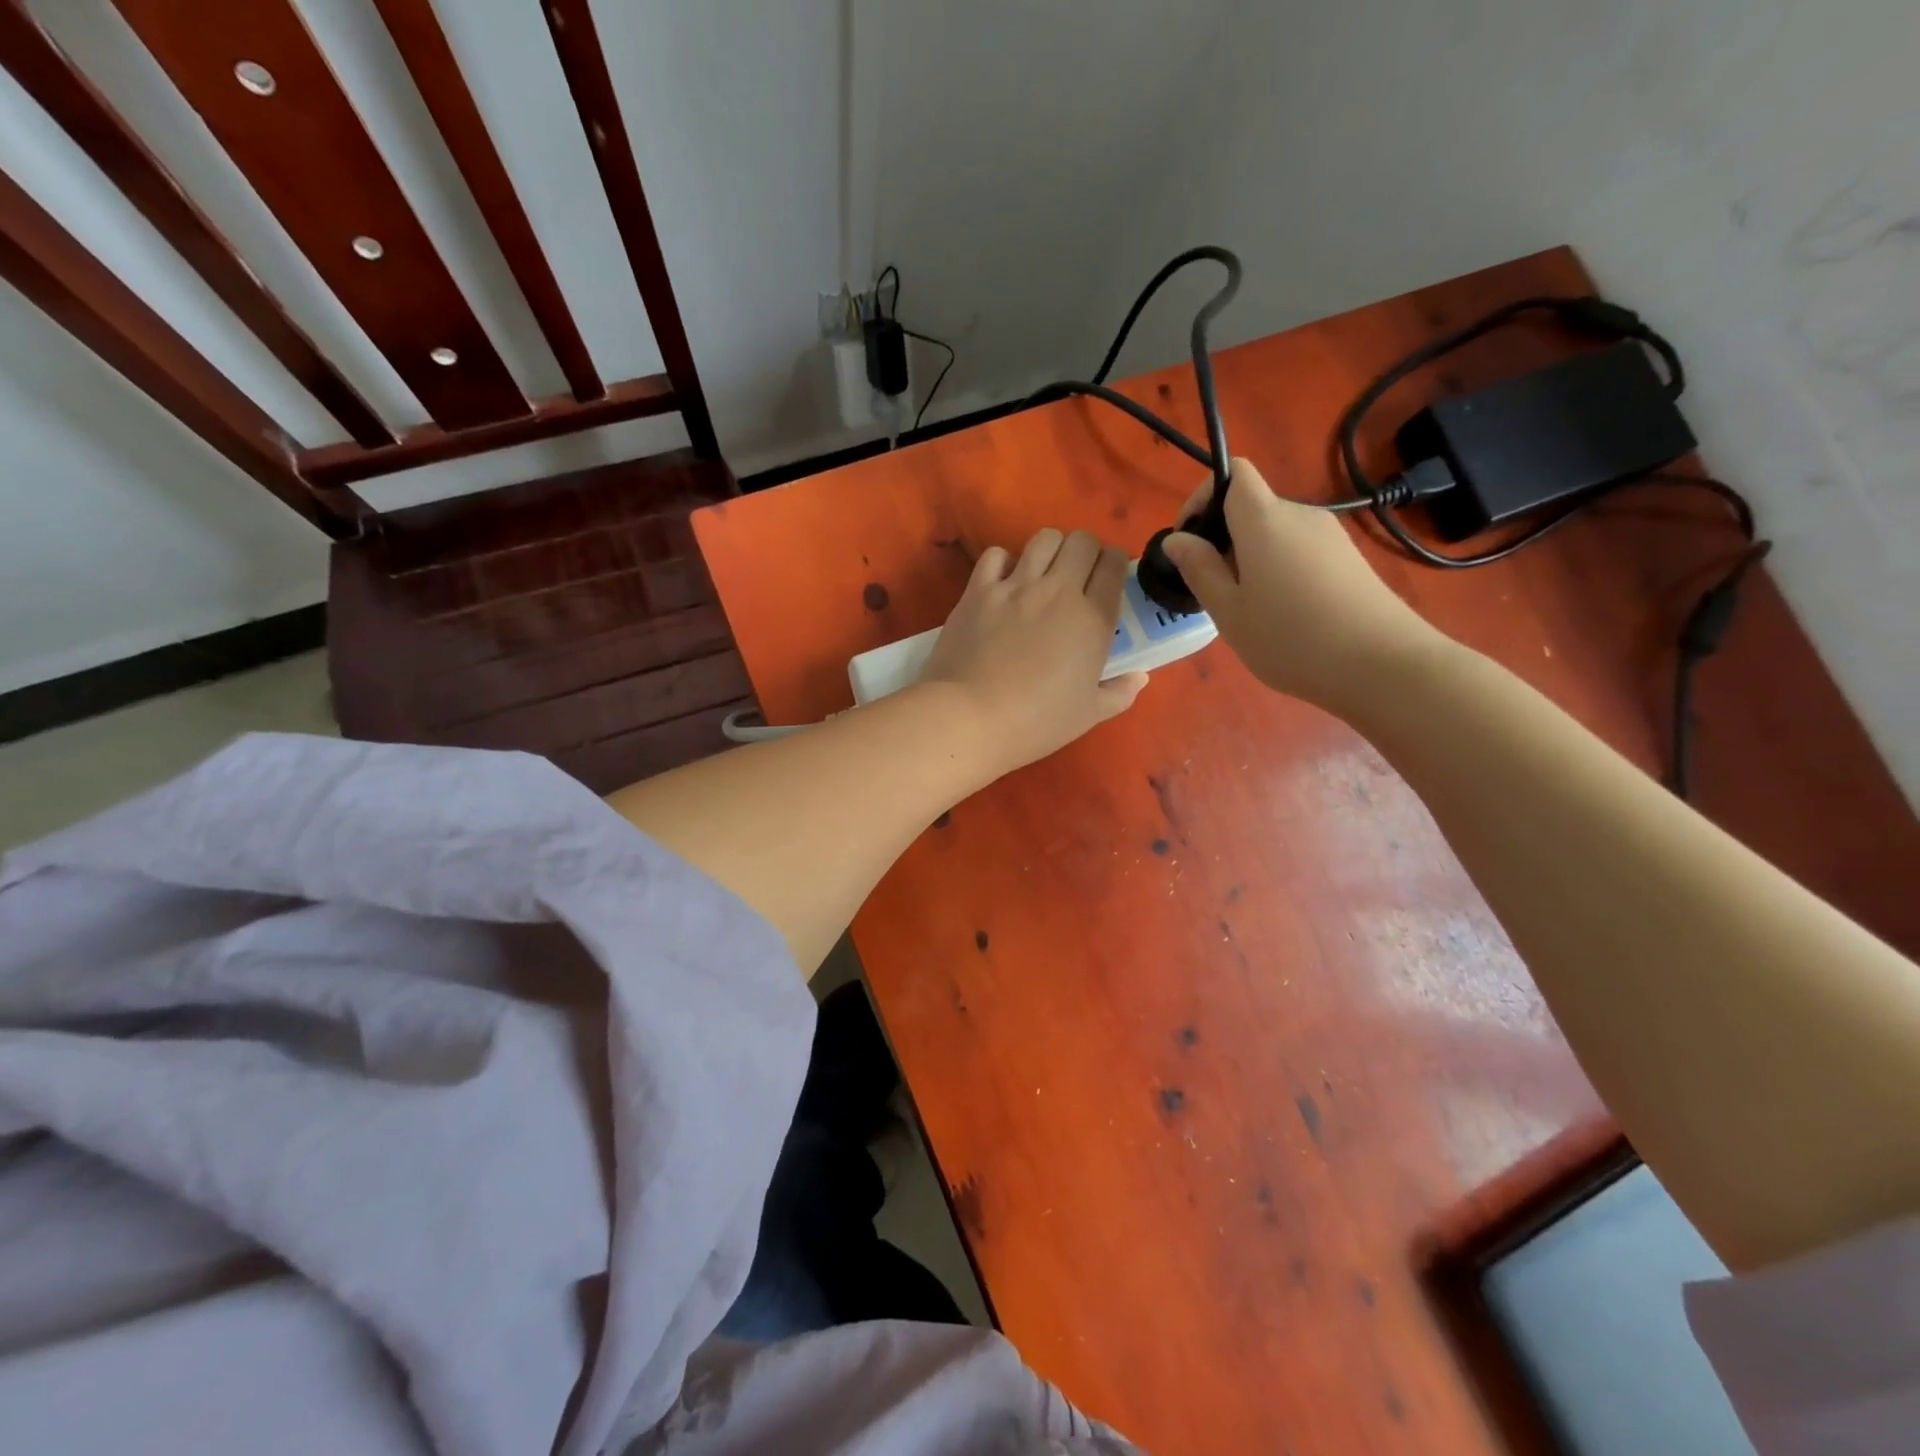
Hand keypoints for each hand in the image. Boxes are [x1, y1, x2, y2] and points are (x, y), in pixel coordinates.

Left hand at [920, 528, 1146, 773]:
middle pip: (1082, 541)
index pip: (1113, 565)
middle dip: (1086, 552)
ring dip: (1050, 550)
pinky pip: (996, 554)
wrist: (970, 718)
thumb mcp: (1088, 715)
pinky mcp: (978, 590)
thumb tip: (1139, 676)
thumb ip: (1119, 693)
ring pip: (1044, 538)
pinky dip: (1004, 562)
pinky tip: (1004, 584)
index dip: (1114, 566)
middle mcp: (1058, 591)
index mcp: (1093, 619)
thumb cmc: (1036, 722)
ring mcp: (1015, 586)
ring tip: (1044, 574)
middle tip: (1078, 577)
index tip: (1107, 581)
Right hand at [1160, 459, 1444, 714]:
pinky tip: (1285, 615)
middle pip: (1253, 508)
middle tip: (1214, 592)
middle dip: (1224, 540)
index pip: (1234, 473)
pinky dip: (1280, 571)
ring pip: (1276, 534)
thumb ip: (1199, 569)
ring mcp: (1330, 536)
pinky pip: (1299, 551)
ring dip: (1251, 560)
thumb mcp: (1229, 611)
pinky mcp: (1349, 559)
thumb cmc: (1291, 639)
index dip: (1204, 496)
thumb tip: (1176, 539)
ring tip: (1250, 611)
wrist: (1382, 664)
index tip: (1189, 539)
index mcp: (1265, 520)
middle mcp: (1300, 515)